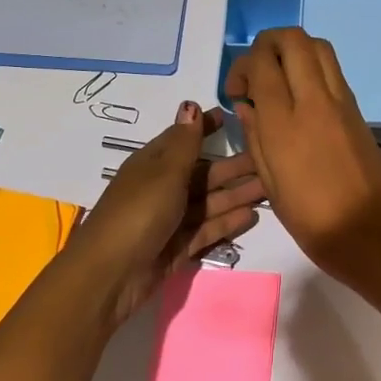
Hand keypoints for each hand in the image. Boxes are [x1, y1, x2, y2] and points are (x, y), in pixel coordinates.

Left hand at [72, 102, 265, 328]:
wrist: (110, 274)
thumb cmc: (138, 212)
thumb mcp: (164, 171)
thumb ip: (185, 142)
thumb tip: (190, 105)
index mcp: (154, 164)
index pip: (185, 139)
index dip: (206, 127)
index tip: (234, 116)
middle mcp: (163, 188)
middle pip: (203, 173)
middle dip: (233, 165)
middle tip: (269, 159)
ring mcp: (171, 219)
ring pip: (210, 201)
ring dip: (237, 193)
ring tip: (270, 187)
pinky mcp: (178, 246)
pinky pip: (208, 228)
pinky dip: (228, 221)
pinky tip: (252, 215)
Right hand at [223, 28, 380, 279]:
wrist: (373, 233)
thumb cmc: (313, 220)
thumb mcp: (271, 185)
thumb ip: (255, 137)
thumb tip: (247, 105)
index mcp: (285, 124)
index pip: (262, 63)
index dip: (242, 66)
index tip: (236, 92)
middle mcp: (314, 101)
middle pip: (292, 39)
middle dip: (267, 44)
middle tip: (256, 74)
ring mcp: (341, 101)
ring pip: (317, 46)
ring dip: (292, 50)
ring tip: (279, 79)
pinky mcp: (357, 109)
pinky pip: (332, 69)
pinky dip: (311, 66)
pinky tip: (300, 96)